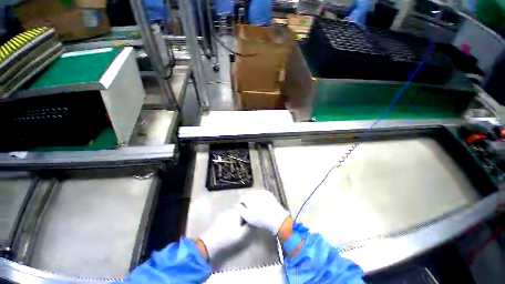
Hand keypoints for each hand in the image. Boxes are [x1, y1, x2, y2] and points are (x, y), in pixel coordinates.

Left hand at [199, 209, 248, 258]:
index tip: (250, 223)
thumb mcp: (241, 235)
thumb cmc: (227, 238)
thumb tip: (254, 221)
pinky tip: (230, 229)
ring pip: (235, 214)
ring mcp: (225, 212)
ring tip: (237, 229)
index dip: (249, 216)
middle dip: (244, 218)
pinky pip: (230, 216)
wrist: (209, 243)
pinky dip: (232, 221)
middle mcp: (231, 209)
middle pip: (241, 211)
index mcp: (237, 212)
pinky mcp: (220, 217)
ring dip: (238, 220)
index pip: (247, 210)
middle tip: (244, 227)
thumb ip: (249, 227)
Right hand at [238, 190, 289, 234]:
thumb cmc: (260, 218)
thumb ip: (241, 210)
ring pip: (255, 194)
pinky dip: (261, 198)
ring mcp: (262, 191)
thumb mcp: (247, 216)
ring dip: (254, 198)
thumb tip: (238, 205)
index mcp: (248, 197)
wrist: (275, 216)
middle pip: (248, 195)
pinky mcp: (268, 193)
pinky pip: (262, 194)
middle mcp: (254, 192)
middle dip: (248, 201)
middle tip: (250, 209)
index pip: (242, 199)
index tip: (243, 211)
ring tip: (257, 206)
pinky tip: (263, 204)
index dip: (241, 205)